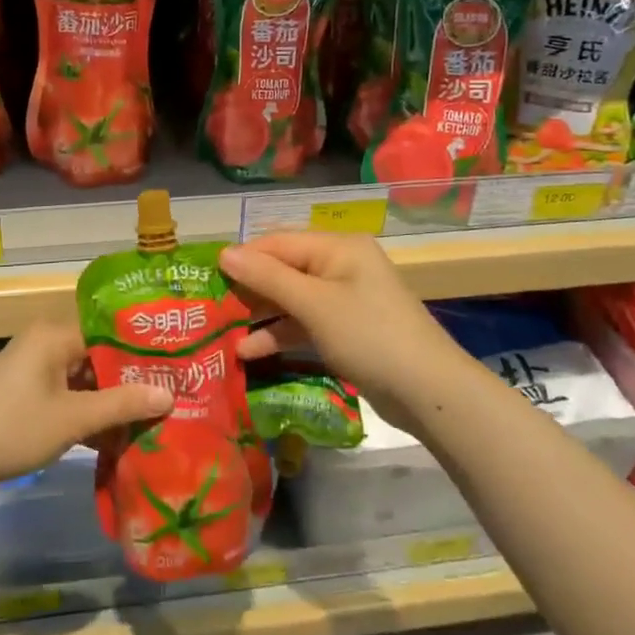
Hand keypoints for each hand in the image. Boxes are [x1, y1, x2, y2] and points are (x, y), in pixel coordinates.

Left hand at [0, 321, 171, 498]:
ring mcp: (33, 367)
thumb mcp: (72, 418)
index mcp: (56, 335)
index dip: (144, 350)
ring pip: (84, 378)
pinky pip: (67, 393)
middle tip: (171, 396)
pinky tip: (113, 438)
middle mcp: (45, 342)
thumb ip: (121, 404)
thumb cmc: (12, 428)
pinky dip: (87, 412)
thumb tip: (170, 394)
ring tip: (151, 418)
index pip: (112, 331)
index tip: (176, 367)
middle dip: (131, 379)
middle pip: (99, 355)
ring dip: (110, 400)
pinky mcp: (24, 391)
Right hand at [220, 233, 454, 427]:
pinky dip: (280, 333)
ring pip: (291, 299)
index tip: (205, 277)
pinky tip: (249, 351)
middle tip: (209, 307)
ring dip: (260, 315)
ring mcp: (345, 299)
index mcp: (337, 248)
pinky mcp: (347, 329)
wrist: (430, 392)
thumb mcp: (314, 304)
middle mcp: (340, 266)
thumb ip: (267, 278)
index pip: (277, 242)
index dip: (242, 258)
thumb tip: (224, 253)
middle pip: (283, 269)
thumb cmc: (369, 336)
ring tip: (222, 331)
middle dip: (248, 288)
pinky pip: (305, 323)